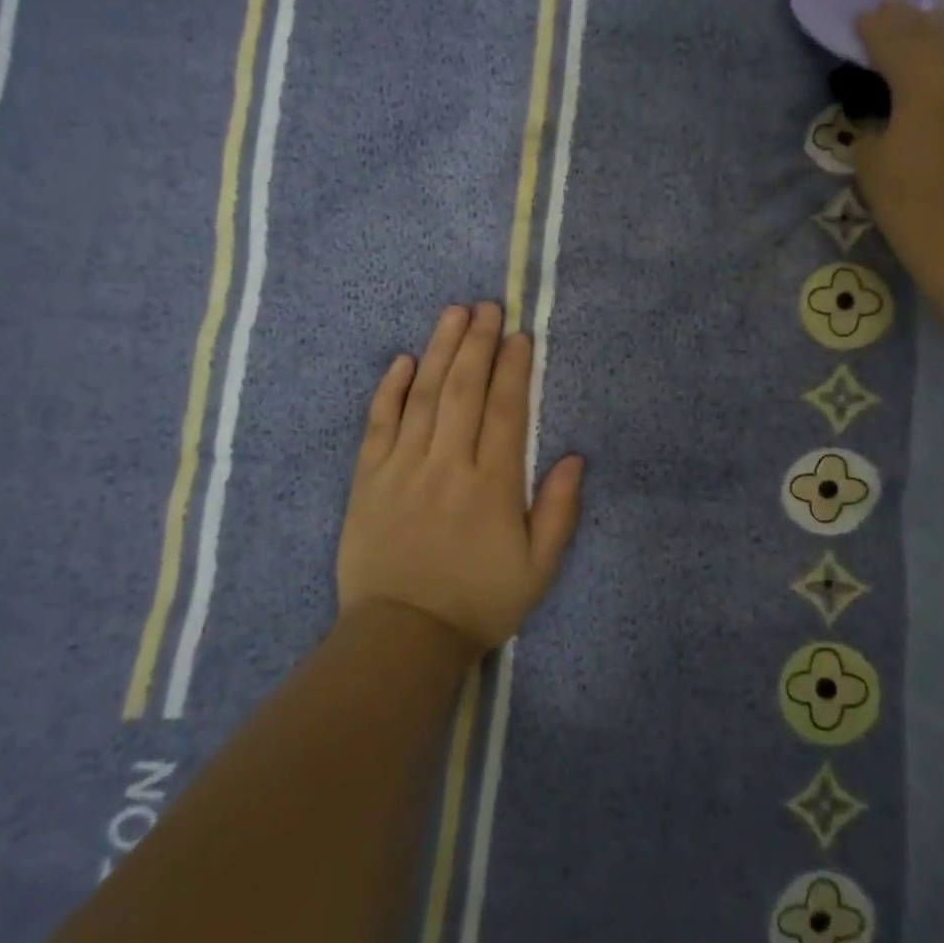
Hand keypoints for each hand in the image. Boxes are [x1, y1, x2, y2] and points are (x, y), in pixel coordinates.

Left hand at [336, 303, 584, 654]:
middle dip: (476, 343)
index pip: (504, 411)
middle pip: (463, 390)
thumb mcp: (538, 570)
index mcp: (492, 485)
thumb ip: (559, 512)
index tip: (518, 335)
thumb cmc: (477, 602)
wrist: (402, 637)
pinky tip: (401, 360)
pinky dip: (390, 389)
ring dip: (439, 350)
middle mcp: (447, 465)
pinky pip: (378, 423)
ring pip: (423, 396)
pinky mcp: (368, 479)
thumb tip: (575, 458)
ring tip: (452, 313)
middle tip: (486, 306)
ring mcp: (403, 468)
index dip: (512, 368)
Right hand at [851, 0, 943, 305]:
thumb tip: (881, 114)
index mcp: (926, 81)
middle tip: (889, 7)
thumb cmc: (913, 205)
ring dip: (941, 36)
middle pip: (936, 35)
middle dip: (910, 21)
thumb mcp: (872, 164)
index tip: (861, 15)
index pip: (897, 39)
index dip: (876, 26)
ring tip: (922, 27)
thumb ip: (872, 126)